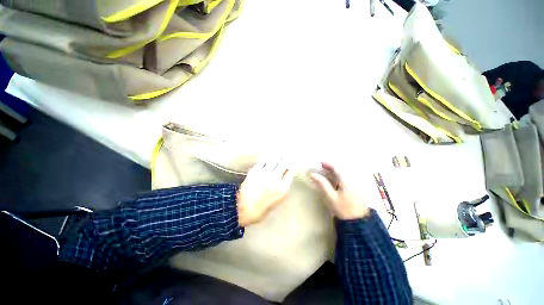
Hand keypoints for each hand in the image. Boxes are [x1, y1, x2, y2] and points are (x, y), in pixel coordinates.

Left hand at [237, 158, 294, 226]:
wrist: (247, 209)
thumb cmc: (264, 207)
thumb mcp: (279, 199)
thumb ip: (283, 187)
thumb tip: (285, 175)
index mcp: (283, 188)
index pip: (291, 172)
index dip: (291, 167)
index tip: (290, 166)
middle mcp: (275, 179)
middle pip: (284, 163)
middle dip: (284, 161)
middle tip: (283, 159)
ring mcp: (264, 174)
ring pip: (274, 160)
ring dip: (276, 159)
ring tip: (275, 159)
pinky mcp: (254, 171)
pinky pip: (262, 161)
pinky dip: (265, 160)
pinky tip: (265, 161)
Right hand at [310, 162, 369, 219]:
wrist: (357, 220)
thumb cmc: (343, 209)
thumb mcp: (331, 198)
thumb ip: (322, 185)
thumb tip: (313, 174)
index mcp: (346, 180)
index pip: (337, 168)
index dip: (328, 164)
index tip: (320, 163)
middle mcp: (353, 179)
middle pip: (342, 170)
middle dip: (333, 168)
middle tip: (323, 169)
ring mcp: (358, 184)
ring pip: (347, 174)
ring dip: (338, 173)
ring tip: (329, 176)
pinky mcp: (359, 189)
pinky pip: (350, 179)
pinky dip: (342, 178)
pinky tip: (338, 183)